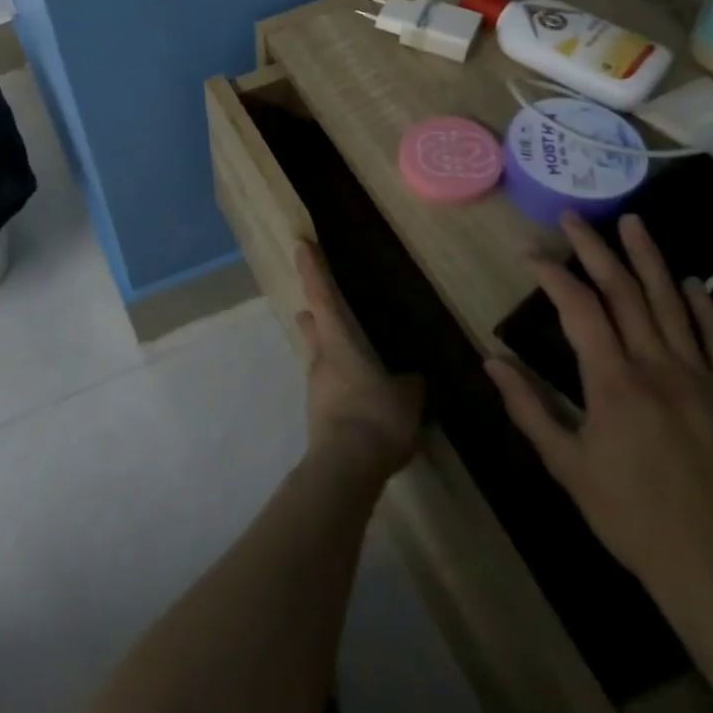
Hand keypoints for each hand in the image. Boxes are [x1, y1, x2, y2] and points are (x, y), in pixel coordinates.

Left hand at [294, 243, 424, 480]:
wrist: (345, 467)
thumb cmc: (375, 417)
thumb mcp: (406, 397)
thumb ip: (408, 383)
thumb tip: (411, 377)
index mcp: (337, 341)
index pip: (321, 295)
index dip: (312, 269)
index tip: (300, 245)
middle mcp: (319, 357)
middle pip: (311, 325)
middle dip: (315, 313)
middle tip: (323, 306)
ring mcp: (315, 386)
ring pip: (316, 354)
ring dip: (326, 348)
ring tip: (350, 352)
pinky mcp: (317, 412)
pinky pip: (327, 384)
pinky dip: (338, 379)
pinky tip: (356, 391)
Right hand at [484, 213, 712, 619]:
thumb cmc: (632, 519)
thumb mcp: (566, 465)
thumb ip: (528, 407)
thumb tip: (490, 360)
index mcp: (614, 383)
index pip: (579, 309)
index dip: (552, 275)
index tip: (528, 254)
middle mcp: (660, 369)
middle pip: (626, 293)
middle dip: (596, 250)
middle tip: (575, 217)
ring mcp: (703, 383)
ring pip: (673, 306)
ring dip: (650, 260)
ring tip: (633, 223)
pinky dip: (706, 308)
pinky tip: (693, 284)